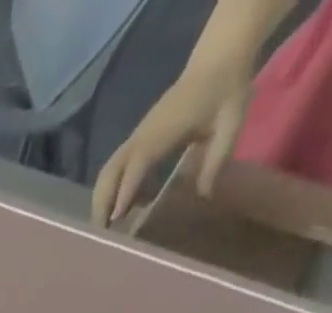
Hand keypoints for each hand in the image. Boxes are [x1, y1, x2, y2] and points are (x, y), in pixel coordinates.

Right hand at [92, 62, 254, 226]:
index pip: (137, 165)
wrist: (218, 59)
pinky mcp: (137, 140)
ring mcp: (136, 138)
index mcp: (162, 131)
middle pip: (109, 174)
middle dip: (101, 204)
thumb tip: (203, 197)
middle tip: (102, 233)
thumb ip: (216, 160)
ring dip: (101, 201)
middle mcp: (141, 137)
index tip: (115, 218)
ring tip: (105, 227)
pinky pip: (115, 170)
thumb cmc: (225, 91)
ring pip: (107, 174)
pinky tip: (123, 208)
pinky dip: (111, 192)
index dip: (125, 191)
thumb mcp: (230, 124)